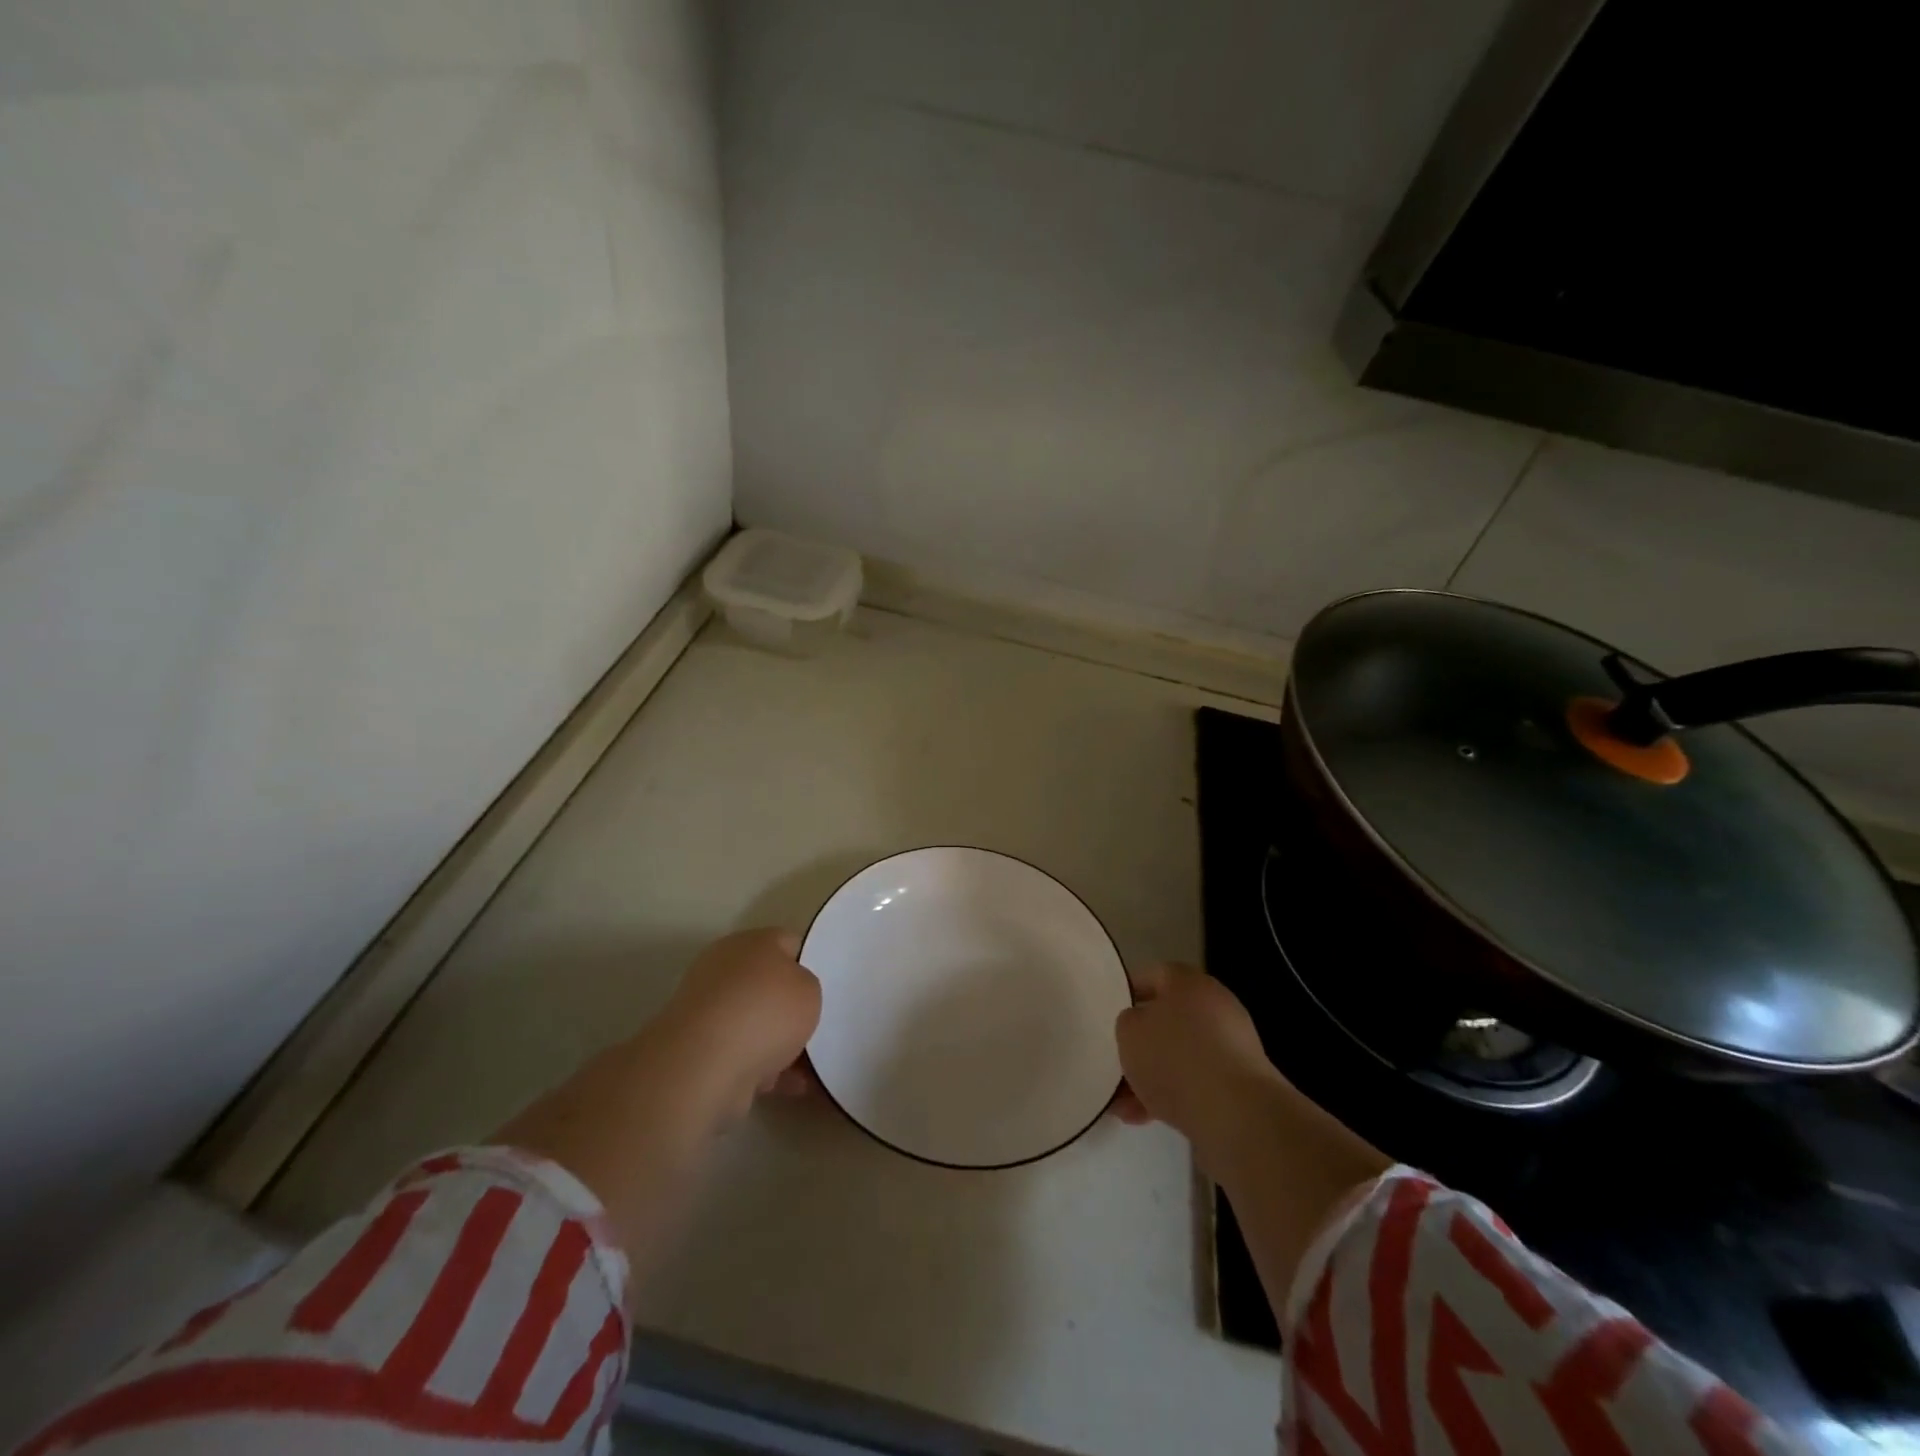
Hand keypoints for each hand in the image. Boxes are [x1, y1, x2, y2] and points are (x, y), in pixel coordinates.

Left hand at [652, 928, 821, 1129]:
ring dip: (782, 1044)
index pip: (788, 943)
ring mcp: (710, 1012)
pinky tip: (794, 1088)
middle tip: (820, 1026)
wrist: (705, 1066)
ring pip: (757, 1024)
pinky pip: (745, 1055)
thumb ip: (807, 986)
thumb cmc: (765, 1012)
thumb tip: (791, 995)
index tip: (828, 987)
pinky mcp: (701, 1050)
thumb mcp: (809, 989)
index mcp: (750, 943)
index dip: (811, 963)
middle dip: (793, 1009)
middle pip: (770, 986)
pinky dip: (768, 1070)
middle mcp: (725, 970)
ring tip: (813, 1067)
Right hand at [1112, 962, 1282, 1173]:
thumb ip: (1128, 1022)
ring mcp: (1232, 1046)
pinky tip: (1146, 1118)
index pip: (1153, 975)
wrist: (1237, 1115)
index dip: (1128, 991)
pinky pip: (1197, 1082)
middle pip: (1167, 1019)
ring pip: (1180, 1055)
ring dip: (1151, 1077)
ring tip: (1123, 1106)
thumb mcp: (1129, 1032)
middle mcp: (1215, 1007)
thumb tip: (1140, 1028)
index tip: (1108, 1012)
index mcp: (1189, 983)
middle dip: (1140, 1045)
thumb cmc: (1175, 1058)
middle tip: (1116, 1063)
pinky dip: (1173, 1095)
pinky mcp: (1240, 1084)